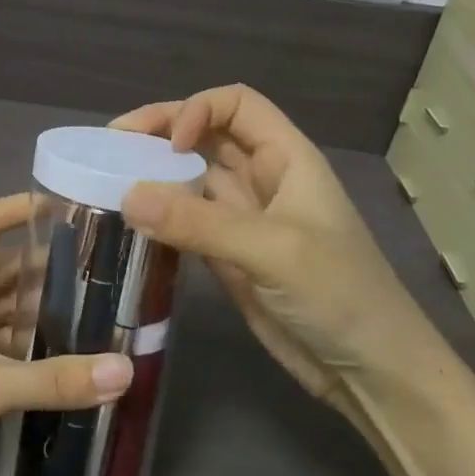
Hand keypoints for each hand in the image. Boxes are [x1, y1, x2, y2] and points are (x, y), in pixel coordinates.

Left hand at [0, 194, 133, 475]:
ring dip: (40, 306)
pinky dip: (28, 340)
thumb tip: (127, 370)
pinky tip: (66, 348)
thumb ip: (56, 379)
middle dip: (46, 264)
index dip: (23, 209)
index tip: (71, 206)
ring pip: (2, 305)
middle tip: (102, 265)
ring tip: (95, 304)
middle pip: (1, 266)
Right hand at [114, 85, 461, 409]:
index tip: (167, 145)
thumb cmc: (339, 295)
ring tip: (106, 180)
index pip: (237, 104)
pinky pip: (184, 221)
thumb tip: (127, 196)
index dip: (197, 110)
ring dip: (153, 174)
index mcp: (286, 158)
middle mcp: (261, 179)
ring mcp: (242, 218)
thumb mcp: (273, 250)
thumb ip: (200, 222)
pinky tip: (129, 222)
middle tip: (109, 148)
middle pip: (205, 134)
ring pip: (190, 177)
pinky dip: (157, 216)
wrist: (368, 371)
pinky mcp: (227, 255)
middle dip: (160, 133)